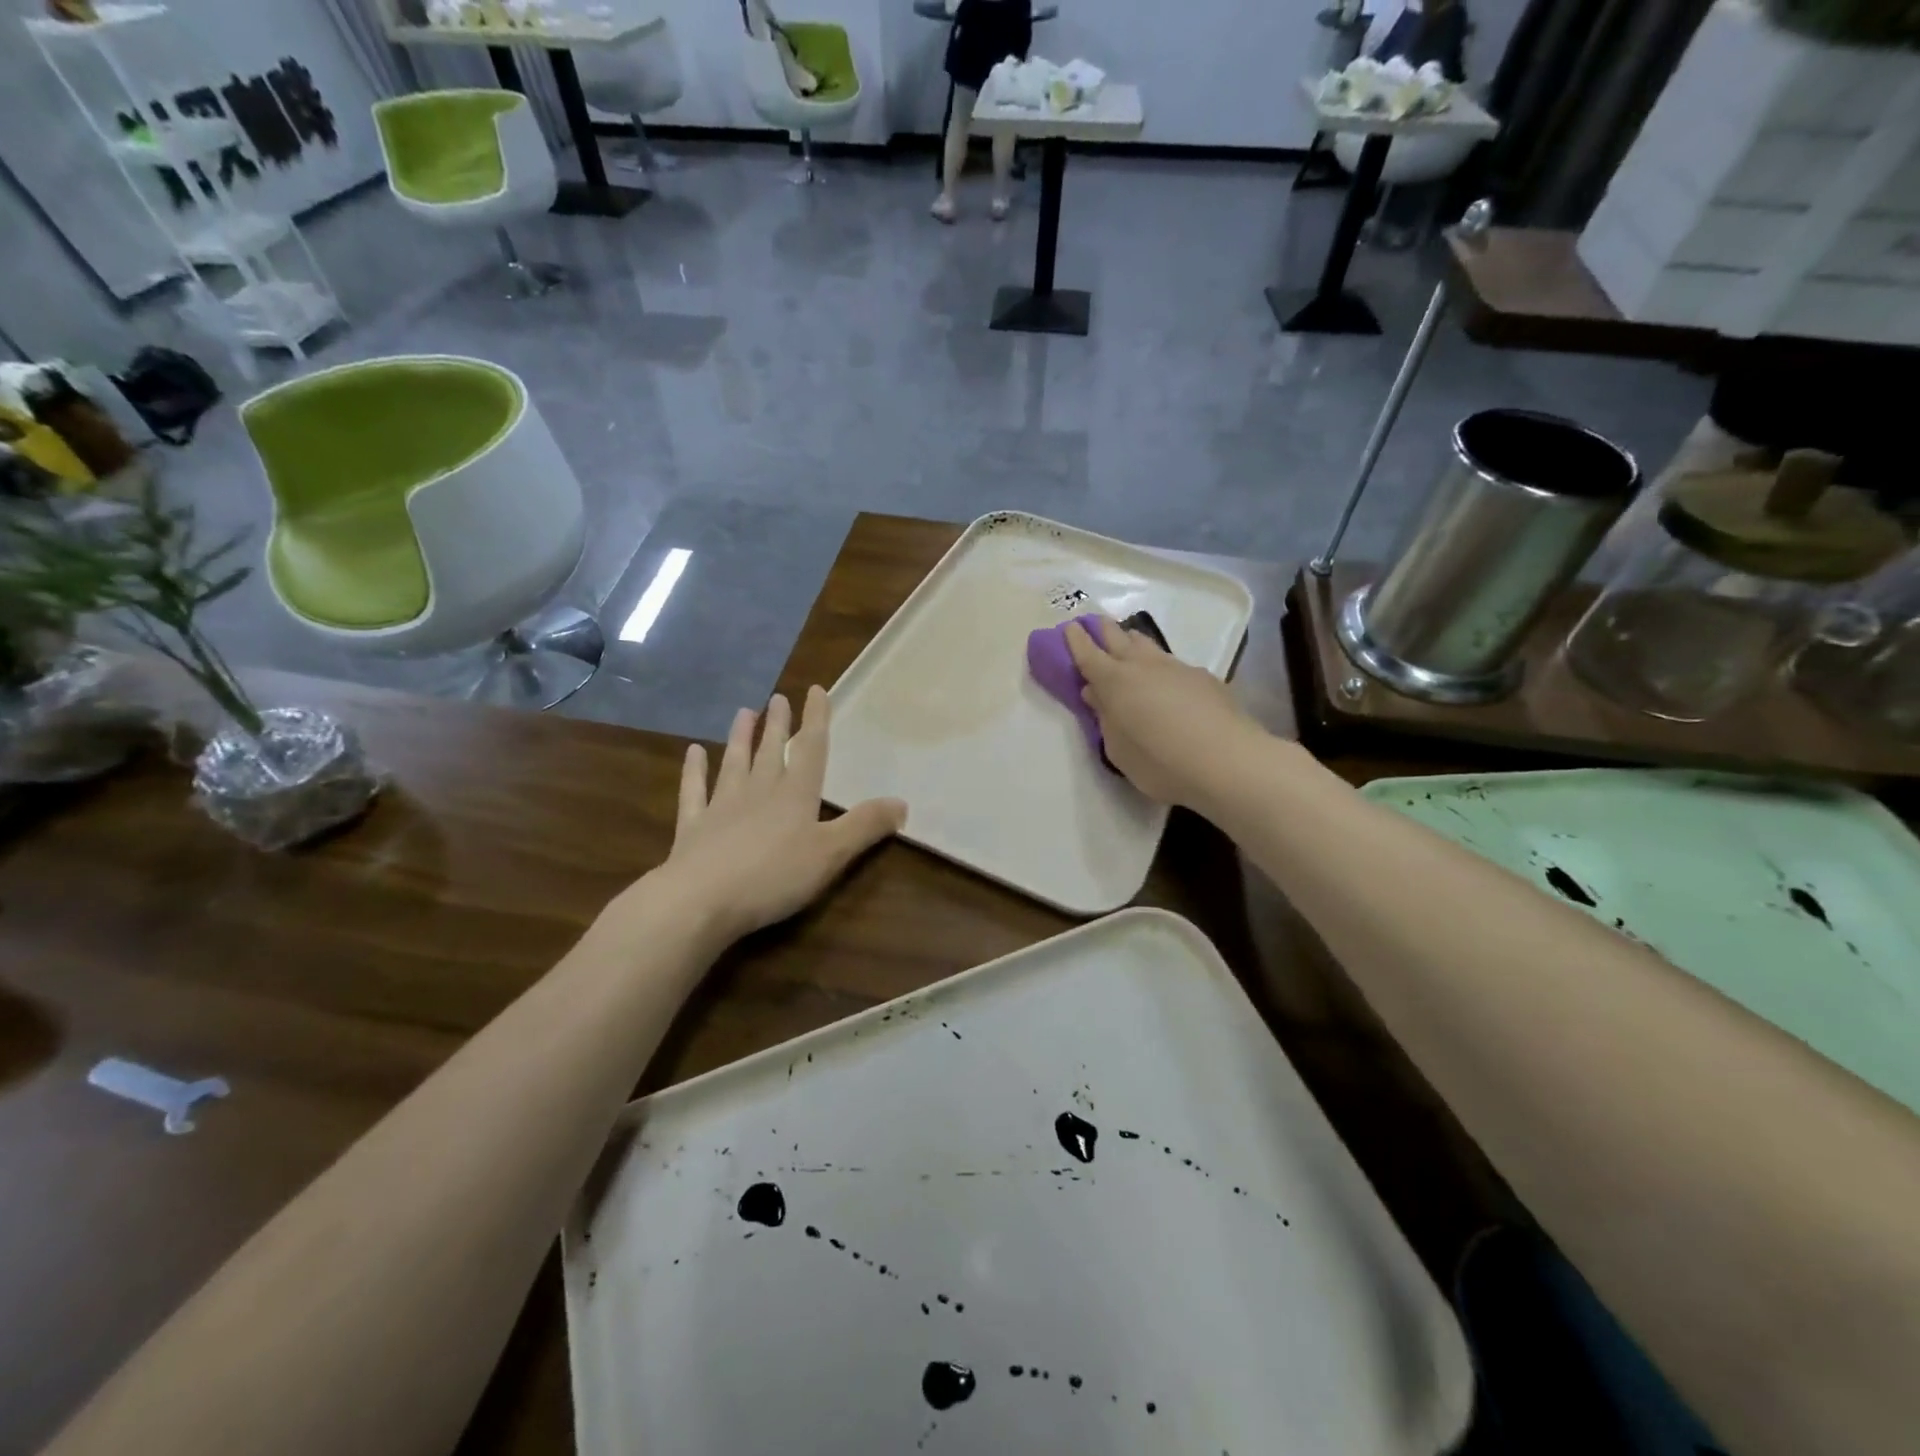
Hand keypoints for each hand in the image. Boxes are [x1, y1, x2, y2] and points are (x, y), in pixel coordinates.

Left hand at [659, 686, 905, 944]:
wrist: (701, 900)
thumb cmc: (774, 876)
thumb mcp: (831, 854)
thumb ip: (865, 826)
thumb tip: (902, 802)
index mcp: (796, 795)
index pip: (811, 749)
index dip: (816, 719)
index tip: (816, 690)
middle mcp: (759, 791)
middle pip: (771, 751)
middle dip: (778, 724)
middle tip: (777, 698)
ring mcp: (722, 806)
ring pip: (735, 763)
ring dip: (741, 738)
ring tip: (744, 712)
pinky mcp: (693, 827)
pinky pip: (694, 791)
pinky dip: (694, 771)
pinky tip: (693, 753)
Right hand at [1065, 615, 1260, 808]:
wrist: (1227, 761)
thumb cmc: (1160, 762)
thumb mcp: (1119, 750)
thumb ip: (1106, 719)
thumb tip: (1096, 694)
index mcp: (1114, 682)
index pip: (1088, 654)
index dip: (1076, 640)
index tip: (1069, 628)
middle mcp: (1143, 666)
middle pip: (1118, 637)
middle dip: (1104, 629)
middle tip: (1095, 623)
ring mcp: (1176, 668)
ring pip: (1148, 645)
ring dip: (1133, 641)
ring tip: (1128, 644)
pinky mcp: (1204, 677)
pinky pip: (1173, 663)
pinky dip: (1161, 666)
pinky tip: (1166, 681)